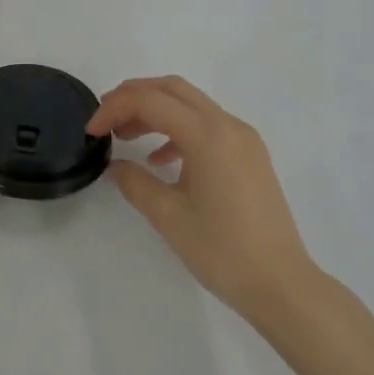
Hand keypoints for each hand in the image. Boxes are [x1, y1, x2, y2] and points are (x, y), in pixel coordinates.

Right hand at [89, 76, 318, 325]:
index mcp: (207, 134)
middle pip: (172, 89)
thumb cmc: (222, 250)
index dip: (114, 108)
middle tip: (105, 117)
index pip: (150, 101)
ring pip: (190, 104)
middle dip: (133, 96)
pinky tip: (160, 159)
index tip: (92, 132)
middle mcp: (228, 125)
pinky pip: (208, 125)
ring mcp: (243, 139)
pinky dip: (178, 130)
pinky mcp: (250, 155)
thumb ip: (135, 182)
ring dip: (155, 111)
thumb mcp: (168, 216)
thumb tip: (116, 165)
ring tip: (126, 135)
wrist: (281, 284)